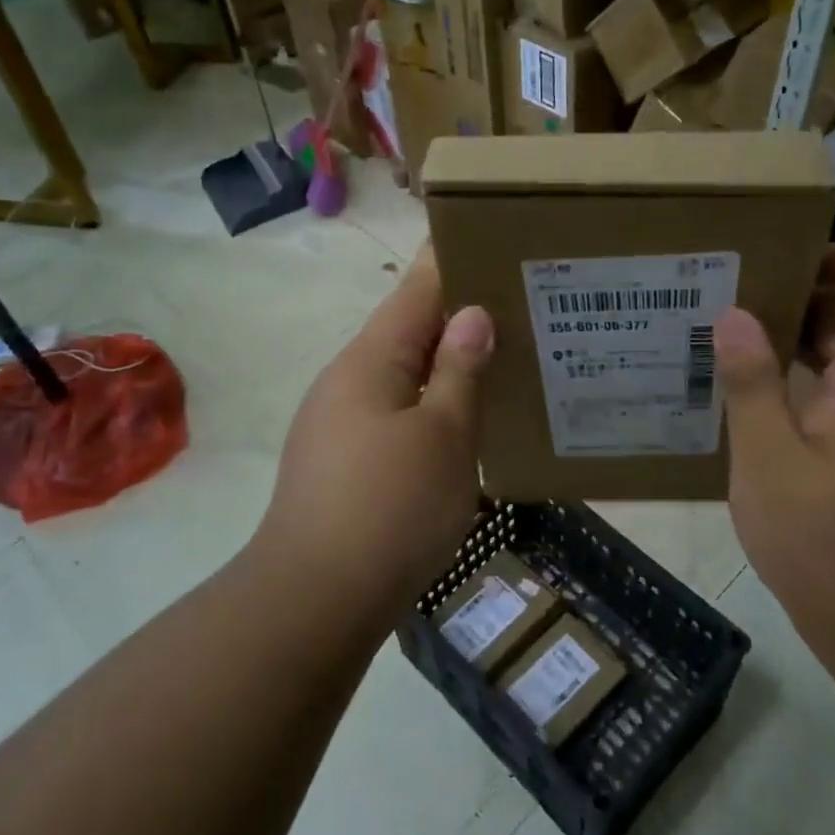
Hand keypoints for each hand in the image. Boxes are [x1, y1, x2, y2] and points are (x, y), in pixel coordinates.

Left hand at [258, 246, 493, 606]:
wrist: (315, 600)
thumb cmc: (389, 509)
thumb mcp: (443, 436)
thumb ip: (459, 371)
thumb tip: (471, 314)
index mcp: (370, 360)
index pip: (416, 289)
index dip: (451, 259)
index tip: (489, 234)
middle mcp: (348, 380)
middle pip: (408, 330)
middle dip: (459, 315)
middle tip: (519, 303)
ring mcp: (340, 422)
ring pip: (403, 375)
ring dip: (446, 364)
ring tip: (502, 357)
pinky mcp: (344, 461)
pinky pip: (395, 413)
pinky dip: (431, 404)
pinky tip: (463, 419)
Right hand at [715, 247, 834, 659]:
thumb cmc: (826, 543)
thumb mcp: (770, 462)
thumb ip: (753, 384)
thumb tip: (734, 314)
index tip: (779, 253)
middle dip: (807, 292)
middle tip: (737, 288)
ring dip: (803, 335)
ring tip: (736, 331)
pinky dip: (808, 375)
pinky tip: (757, 393)